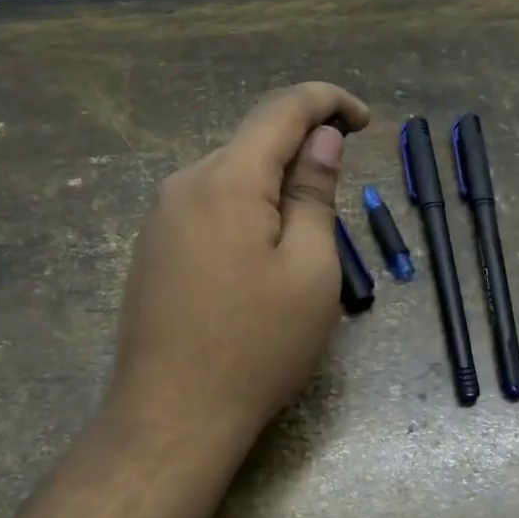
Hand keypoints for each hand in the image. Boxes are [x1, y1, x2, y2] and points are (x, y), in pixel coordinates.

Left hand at [107, 81, 370, 450]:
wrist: (172, 416)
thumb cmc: (257, 345)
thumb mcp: (310, 270)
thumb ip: (315, 194)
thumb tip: (321, 138)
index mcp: (227, 180)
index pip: (282, 109)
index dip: (328, 101)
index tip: (364, 121)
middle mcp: (185, 184)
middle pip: (253, 143)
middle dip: (302, 153)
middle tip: (338, 201)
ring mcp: (161, 218)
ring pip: (232, 177)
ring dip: (275, 188)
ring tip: (303, 244)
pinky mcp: (153, 249)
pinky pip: (210, 208)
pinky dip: (247, 212)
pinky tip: (259, 261)